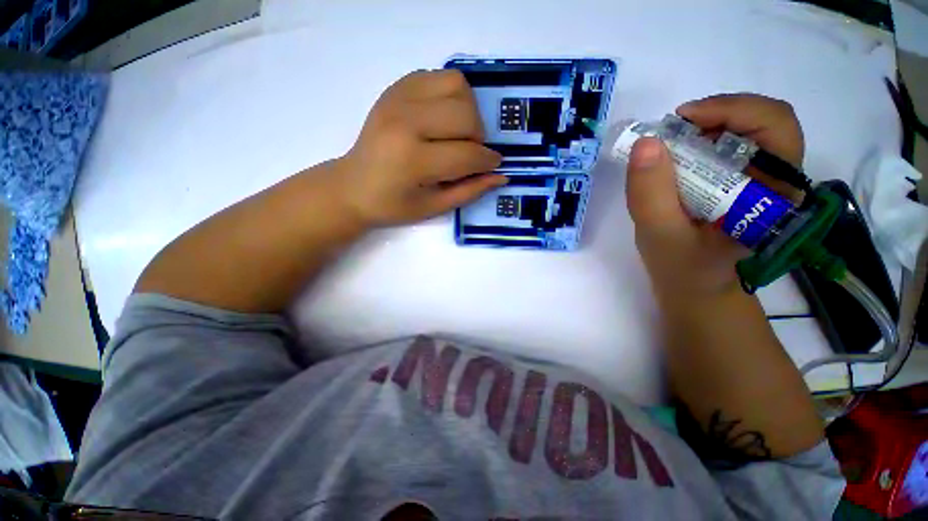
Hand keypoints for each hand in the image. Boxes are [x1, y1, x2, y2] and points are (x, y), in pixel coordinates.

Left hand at [335, 70, 505, 227]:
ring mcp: (398, 98)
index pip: (467, 154)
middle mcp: (406, 121)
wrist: (352, 186)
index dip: (488, 161)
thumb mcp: (433, 207)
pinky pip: (438, 77)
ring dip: (468, 111)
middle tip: (471, 153)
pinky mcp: (396, 88)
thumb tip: (501, 176)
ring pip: (457, 85)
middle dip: (479, 138)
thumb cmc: (392, 205)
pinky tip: (443, 118)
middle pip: (466, 115)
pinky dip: (450, 95)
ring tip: (458, 133)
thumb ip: (469, 191)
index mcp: (413, 159)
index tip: (493, 165)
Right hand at [626, 94, 804, 297]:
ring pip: (746, 130)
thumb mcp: (660, 236)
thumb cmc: (683, 270)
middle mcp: (779, 181)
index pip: (776, 127)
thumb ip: (651, 194)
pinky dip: (700, 141)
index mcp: (775, 195)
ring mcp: (762, 181)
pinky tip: (677, 158)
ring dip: (705, 127)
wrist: (695, 287)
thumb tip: (646, 143)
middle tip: (672, 131)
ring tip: (670, 146)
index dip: (732, 110)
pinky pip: (729, 146)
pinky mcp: (743, 183)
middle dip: (715, 115)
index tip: (682, 120)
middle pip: (763, 121)